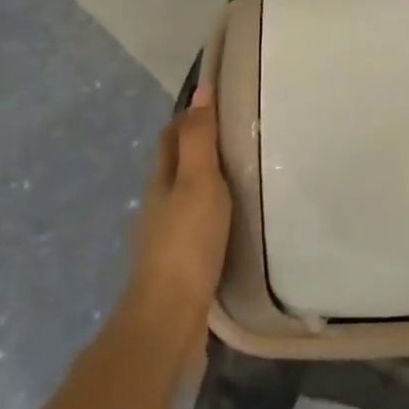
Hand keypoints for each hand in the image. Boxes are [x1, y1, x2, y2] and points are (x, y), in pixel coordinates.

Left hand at [126, 84, 231, 331]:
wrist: (169, 319)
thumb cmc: (186, 242)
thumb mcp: (198, 181)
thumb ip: (200, 138)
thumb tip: (201, 90)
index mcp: (161, 181)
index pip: (172, 136)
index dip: (190, 115)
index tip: (221, 101)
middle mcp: (159, 205)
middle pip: (176, 165)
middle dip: (200, 147)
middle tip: (242, 135)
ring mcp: (168, 238)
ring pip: (188, 198)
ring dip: (209, 184)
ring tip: (248, 176)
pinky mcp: (182, 266)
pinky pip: (200, 227)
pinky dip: (216, 215)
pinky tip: (238, 223)